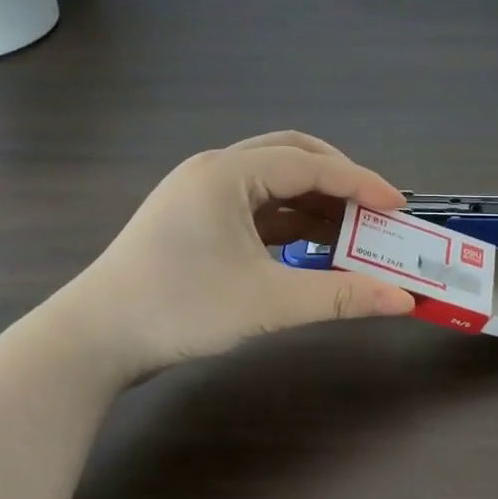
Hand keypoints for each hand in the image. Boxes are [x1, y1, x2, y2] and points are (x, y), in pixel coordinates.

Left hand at [60, 132, 415, 383]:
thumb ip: (339, 296)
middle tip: (374, 211)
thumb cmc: (180, 309)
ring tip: (353, 233)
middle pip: (292, 157)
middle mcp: (215, 171)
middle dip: (339, 181)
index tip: (399, 207)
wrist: (95, 340)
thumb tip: (402, 300)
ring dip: (315, 203)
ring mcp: (201, 194)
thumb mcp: (267, 302)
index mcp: (228, 174)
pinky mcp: (196, 220)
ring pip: (273, 183)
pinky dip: (290, 222)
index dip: (361, 183)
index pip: (310, 165)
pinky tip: (313, 247)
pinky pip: (256, 208)